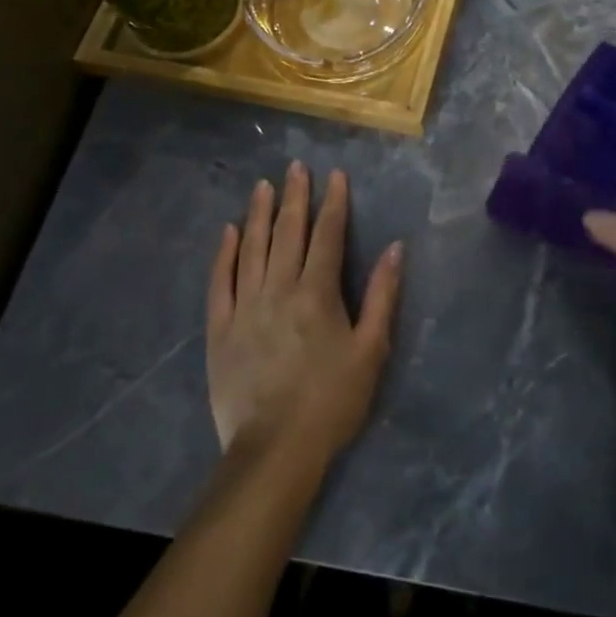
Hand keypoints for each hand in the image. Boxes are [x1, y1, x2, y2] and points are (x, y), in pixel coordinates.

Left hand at [206, 162, 402, 461]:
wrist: (275, 450)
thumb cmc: (332, 400)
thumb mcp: (371, 349)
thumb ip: (382, 295)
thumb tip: (395, 248)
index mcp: (317, 293)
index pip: (327, 235)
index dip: (334, 202)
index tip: (335, 174)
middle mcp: (279, 289)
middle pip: (288, 232)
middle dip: (295, 196)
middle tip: (295, 167)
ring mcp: (245, 307)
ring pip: (252, 248)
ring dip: (259, 214)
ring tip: (263, 186)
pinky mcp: (220, 329)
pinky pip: (221, 281)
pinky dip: (225, 253)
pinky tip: (229, 232)